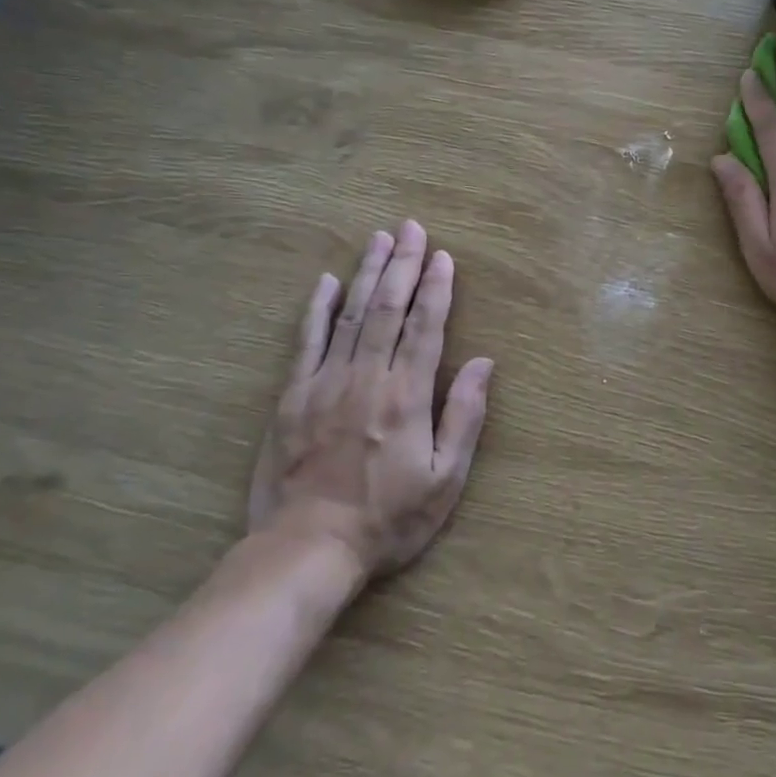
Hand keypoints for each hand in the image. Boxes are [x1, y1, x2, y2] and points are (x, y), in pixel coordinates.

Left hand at [249, 221, 493, 581]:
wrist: (307, 549)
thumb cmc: (388, 518)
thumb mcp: (445, 479)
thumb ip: (464, 416)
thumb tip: (483, 362)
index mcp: (407, 395)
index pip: (426, 326)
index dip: (437, 287)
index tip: (444, 255)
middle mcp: (367, 377)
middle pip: (387, 308)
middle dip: (403, 264)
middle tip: (412, 227)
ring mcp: (325, 383)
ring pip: (349, 314)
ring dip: (366, 273)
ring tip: (379, 239)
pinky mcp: (292, 396)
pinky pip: (306, 341)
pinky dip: (316, 309)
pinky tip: (325, 282)